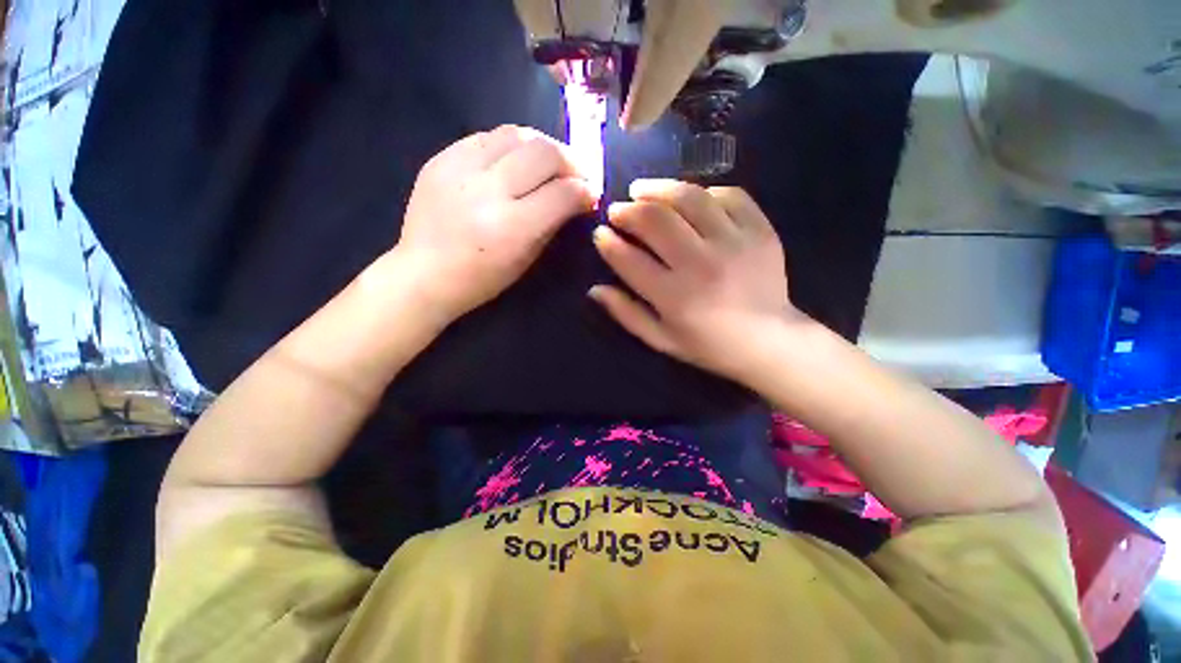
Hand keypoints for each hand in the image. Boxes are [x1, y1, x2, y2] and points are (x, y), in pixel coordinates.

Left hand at [392, 125, 596, 320]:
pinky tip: (515, 160)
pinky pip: (487, 137)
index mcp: (512, 227)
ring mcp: (460, 169)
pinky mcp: (441, 158)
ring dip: (542, 145)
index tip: (592, 193)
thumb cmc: (482, 279)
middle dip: (570, 160)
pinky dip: (511, 145)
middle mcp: (488, 191)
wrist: (424, 273)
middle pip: (544, 152)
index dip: (585, 189)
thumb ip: (554, 223)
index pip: (563, 192)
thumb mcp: (527, 258)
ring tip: (549, 162)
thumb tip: (579, 197)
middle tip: (577, 172)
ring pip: (516, 134)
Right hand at [590, 180, 803, 377]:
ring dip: (658, 188)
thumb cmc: (709, 345)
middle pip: (655, 220)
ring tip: (643, 190)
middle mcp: (701, 264)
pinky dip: (704, 192)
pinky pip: (729, 195)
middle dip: (627, 210)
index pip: (629, 259)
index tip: (600, 234)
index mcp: (675, 297)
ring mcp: (734, 242)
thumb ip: (627, 314)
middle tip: (617, 210)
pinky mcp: (760, 230)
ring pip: (689, 198)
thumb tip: (595, 290)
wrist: (771, 341)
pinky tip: (690, 200)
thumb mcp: (662, 340)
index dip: (607, 242)